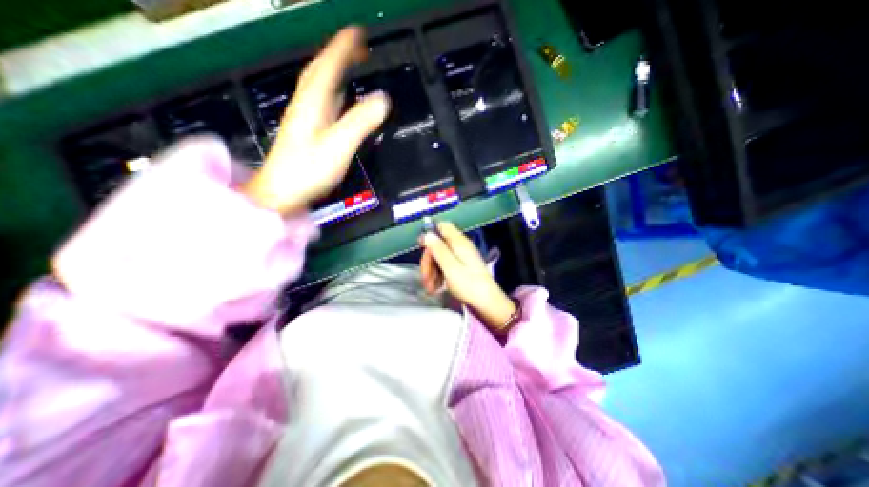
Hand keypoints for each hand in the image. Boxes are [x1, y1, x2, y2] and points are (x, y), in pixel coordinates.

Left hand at [246, 26, 391, 213]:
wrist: (282, 191)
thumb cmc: (308, 170)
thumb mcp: (338, 146)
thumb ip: (360, 122)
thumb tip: (382, 99)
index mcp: (313, 103)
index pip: (328, 65)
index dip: (343, 47)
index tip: (358, 32)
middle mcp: (306, 104)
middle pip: (320, 70)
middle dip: (338, 53)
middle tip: (357, 46)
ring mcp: (305, 116)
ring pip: (319, 84)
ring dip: (334, 69)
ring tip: (350, 62)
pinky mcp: (307, 130)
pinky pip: (320, 101)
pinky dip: (331, 91)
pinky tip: (338, 96)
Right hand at [420, 221, 513, 329]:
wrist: (488, 304)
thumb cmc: (470, 286)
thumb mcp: (450, 268)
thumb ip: (438, 250)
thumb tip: (427, 234)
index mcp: (459, 243)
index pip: (443, 227)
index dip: (430, 234)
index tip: (422, 248)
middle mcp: (460, 247)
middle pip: (438, 245)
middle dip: (429, 261)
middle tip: (426, 278)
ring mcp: (461, 258)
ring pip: (439, 257)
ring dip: (432, 272)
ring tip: (431, 288)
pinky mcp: (461, 269)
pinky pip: (444, 266)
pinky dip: (438, 276)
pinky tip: (436, 288)